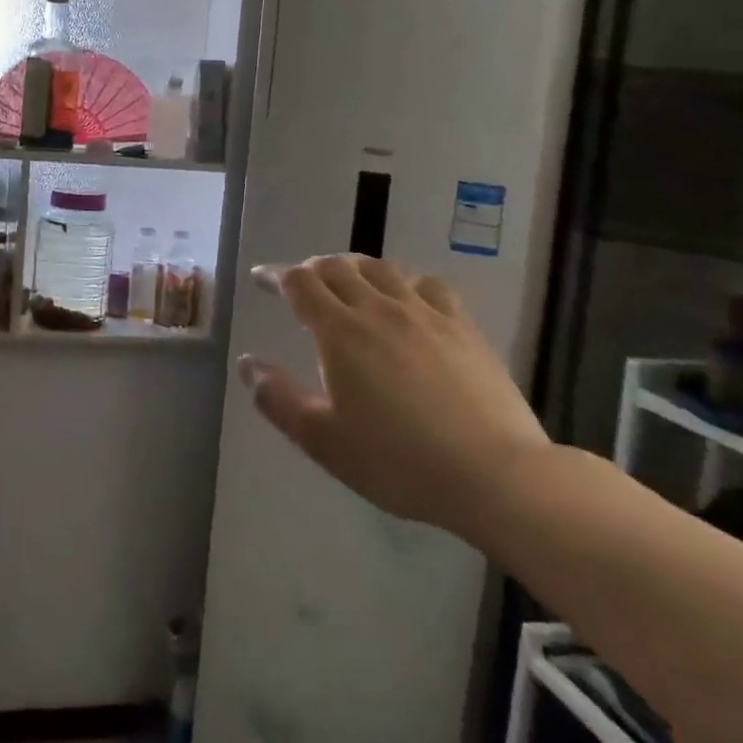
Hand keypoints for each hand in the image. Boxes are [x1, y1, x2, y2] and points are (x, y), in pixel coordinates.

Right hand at [238, 255, 550, 536]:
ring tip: (346, 281)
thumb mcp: (322, 440)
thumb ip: (278, 399)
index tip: (261, 279)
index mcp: (340, 332)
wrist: (494, 475)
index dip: (275, 275)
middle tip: (299, 282)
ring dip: (354, 268)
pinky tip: (406, 296)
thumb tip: (248, 364)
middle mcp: (379, 309)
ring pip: (381, 269)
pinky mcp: (462, 327)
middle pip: (337, 267)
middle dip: (311, 269)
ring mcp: (425, 313)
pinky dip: (404, 280)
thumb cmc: (397, 461)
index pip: (299, 284)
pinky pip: (428, 284)